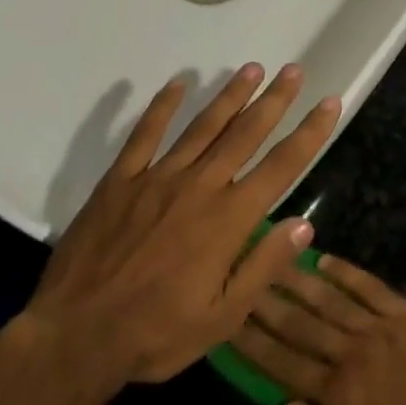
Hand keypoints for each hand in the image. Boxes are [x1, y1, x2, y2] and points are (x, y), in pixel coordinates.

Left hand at [30, 63, 339, 389]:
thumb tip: (304, 225)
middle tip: (293, 70)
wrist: (76, 336)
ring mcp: (157, 178)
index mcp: (228, 220)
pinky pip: (144, 134)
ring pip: (202, 126)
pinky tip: (177, 84)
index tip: (329, 102)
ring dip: (230, 96)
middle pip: (244, 134)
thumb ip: (264, 267)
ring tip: (251, 68)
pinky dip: (161, 107)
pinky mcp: (120, 180)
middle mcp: (199, 187)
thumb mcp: (223, 318)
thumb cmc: (156, 333)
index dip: (310, 133)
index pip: (281, 166)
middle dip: (273, 100)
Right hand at [231, 257, 405, 404]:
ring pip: (328, 298)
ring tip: (270, 258)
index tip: (226, 319)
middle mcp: (350, 353)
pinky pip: (369, 286)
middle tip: (239, 276)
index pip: (282, 363)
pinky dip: (345, 271)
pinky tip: (323, 258)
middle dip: (265, 301)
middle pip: (298, 323)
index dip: (251, 341)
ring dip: (296, 279)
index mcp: (337, 394)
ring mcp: (380, 328)